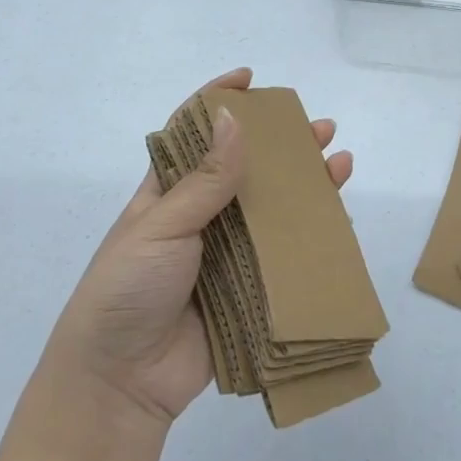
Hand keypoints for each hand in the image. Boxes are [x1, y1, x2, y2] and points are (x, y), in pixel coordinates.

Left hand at [47, 68, 352, 424]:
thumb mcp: (161, 226)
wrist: (120, 381)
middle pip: (248, 169)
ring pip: (272, 209)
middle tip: (320, 130)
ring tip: (340, 165)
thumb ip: (205, 179)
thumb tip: (232, 118)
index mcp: (168, 193)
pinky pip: (284, 255)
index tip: (249, 78)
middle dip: (283, 146)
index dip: (219, 102)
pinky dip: (311, 236)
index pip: (195, 134)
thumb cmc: (126, 289)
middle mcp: (201, 216)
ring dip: (305, 186)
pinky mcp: (247, 289)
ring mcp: (226, 253)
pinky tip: (337, 220)